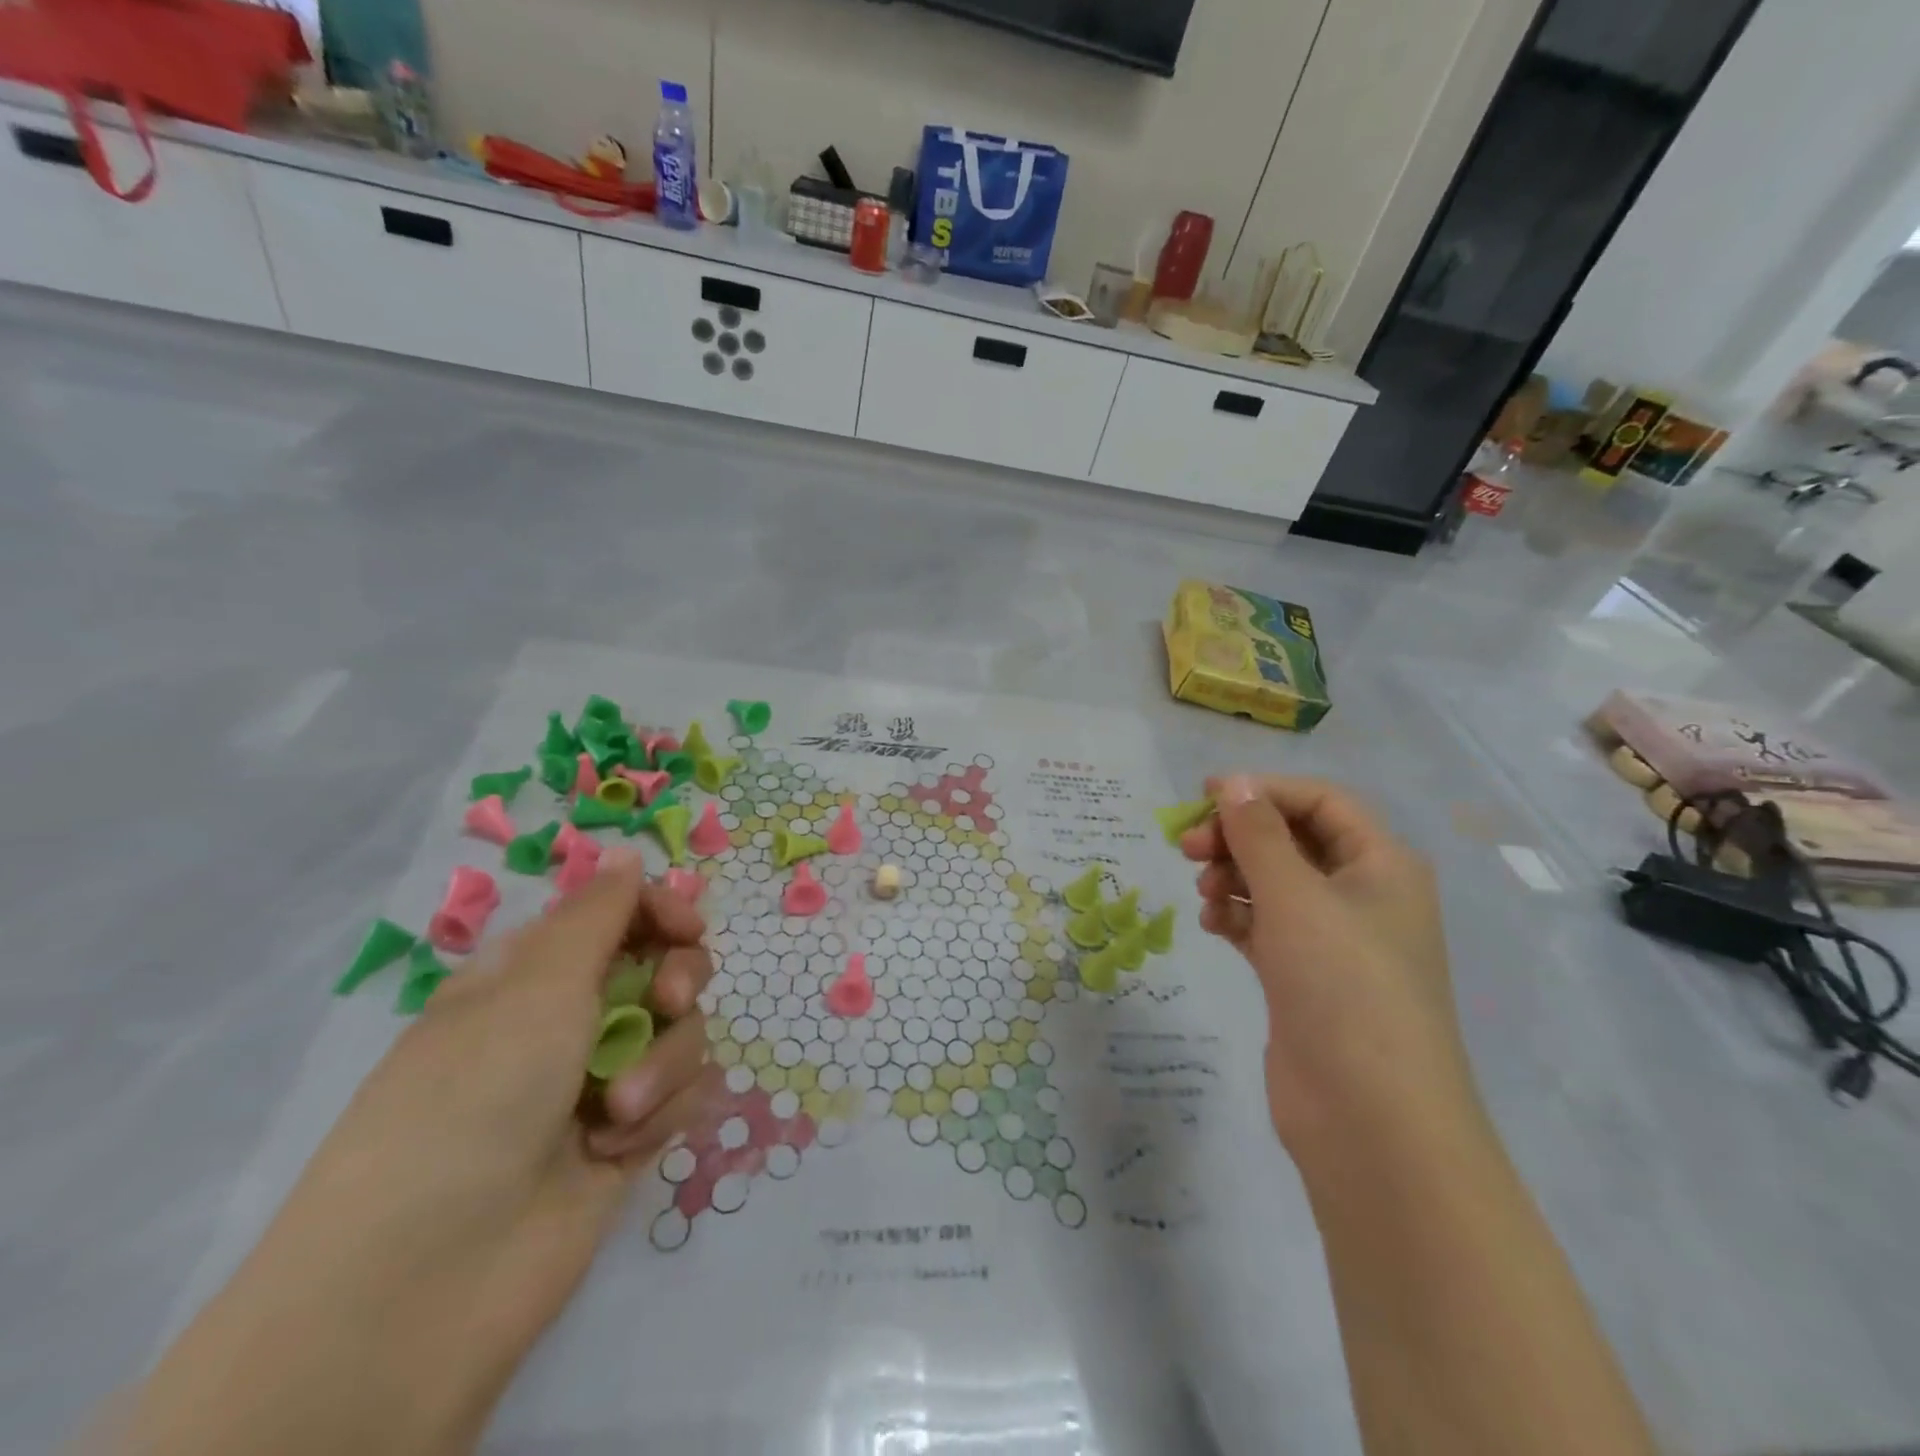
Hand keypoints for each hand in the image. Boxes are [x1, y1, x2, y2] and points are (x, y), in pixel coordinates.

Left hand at [129, 852, 718, 1455]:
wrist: (434, 1278)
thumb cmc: (475, 1096)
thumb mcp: (537, 985)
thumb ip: (599, 914)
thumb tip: (627, 854)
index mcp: (536, 974)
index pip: (619, 915)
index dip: (661, 911)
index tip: (686, 926)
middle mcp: (572, 1019)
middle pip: (666, 965)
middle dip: (679, 978)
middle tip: (669, 1000)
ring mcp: (603, 1079)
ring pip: (684, 1031)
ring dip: (664, 1062)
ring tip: (617, 1111)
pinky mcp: (630, 1135)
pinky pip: (683, 1093)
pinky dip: (660, 1114)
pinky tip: (616, 1149)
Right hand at [1182, 775, 1478, 1153]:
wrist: (1371, 1119)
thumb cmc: (1342, 985)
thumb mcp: (1296, 896)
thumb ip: (1258, 835)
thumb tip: (1234, 783)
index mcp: (1381, 865)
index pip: (1320, 802)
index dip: (1263, 791)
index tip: (1203, 796)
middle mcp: (1363, 896)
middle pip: (1292, 841)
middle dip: (1239, 837)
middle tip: (1187, 848)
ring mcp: (1334, 941)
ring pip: (1274, 885)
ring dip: (1234, 877)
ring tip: (1202, 893)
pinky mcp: (1306, 978)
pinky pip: (1265, 927)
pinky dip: (1237, 918)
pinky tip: (1212, 926)